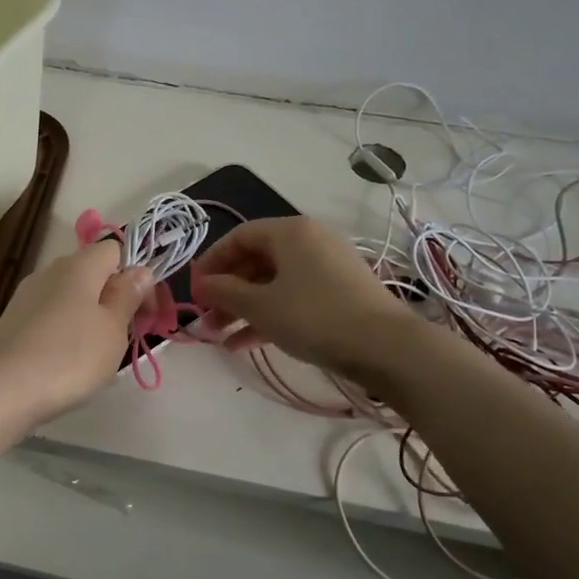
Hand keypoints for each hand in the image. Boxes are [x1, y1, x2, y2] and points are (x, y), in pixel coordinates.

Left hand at [0, 239, 159, 430]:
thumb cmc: (69, 357)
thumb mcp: (112, 329)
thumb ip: (127, 296)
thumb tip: (140, 269)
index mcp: (80, 265)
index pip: (115, 250)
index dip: (137, 277)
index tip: (146, 313)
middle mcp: (51, 271)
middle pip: (92, 273)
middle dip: (114, 299)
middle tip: (125, 337)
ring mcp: (27, 296)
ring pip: (71, 297)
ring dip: (89, 318)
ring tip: (96, 355)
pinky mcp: (12, 321)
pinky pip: (50, 317)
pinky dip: (65, 332)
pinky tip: (65, 362)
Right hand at [190, 216, 418, 378]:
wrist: (385, 346)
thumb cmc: (314, 316)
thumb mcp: (261, 306)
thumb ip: (225, 292)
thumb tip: (200, 284)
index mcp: (289, 232)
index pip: (239, 236)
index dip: (211, 261)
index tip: (194, 290)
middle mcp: (309, 241)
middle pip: (256, 260)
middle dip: (227, 290)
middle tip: (206, 317)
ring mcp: (327, 267)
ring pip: (274, 282)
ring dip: (244, 306)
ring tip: (220, 335)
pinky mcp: (339, 292)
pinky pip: (294, 296)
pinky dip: (269, 314)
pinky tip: (245, 343)